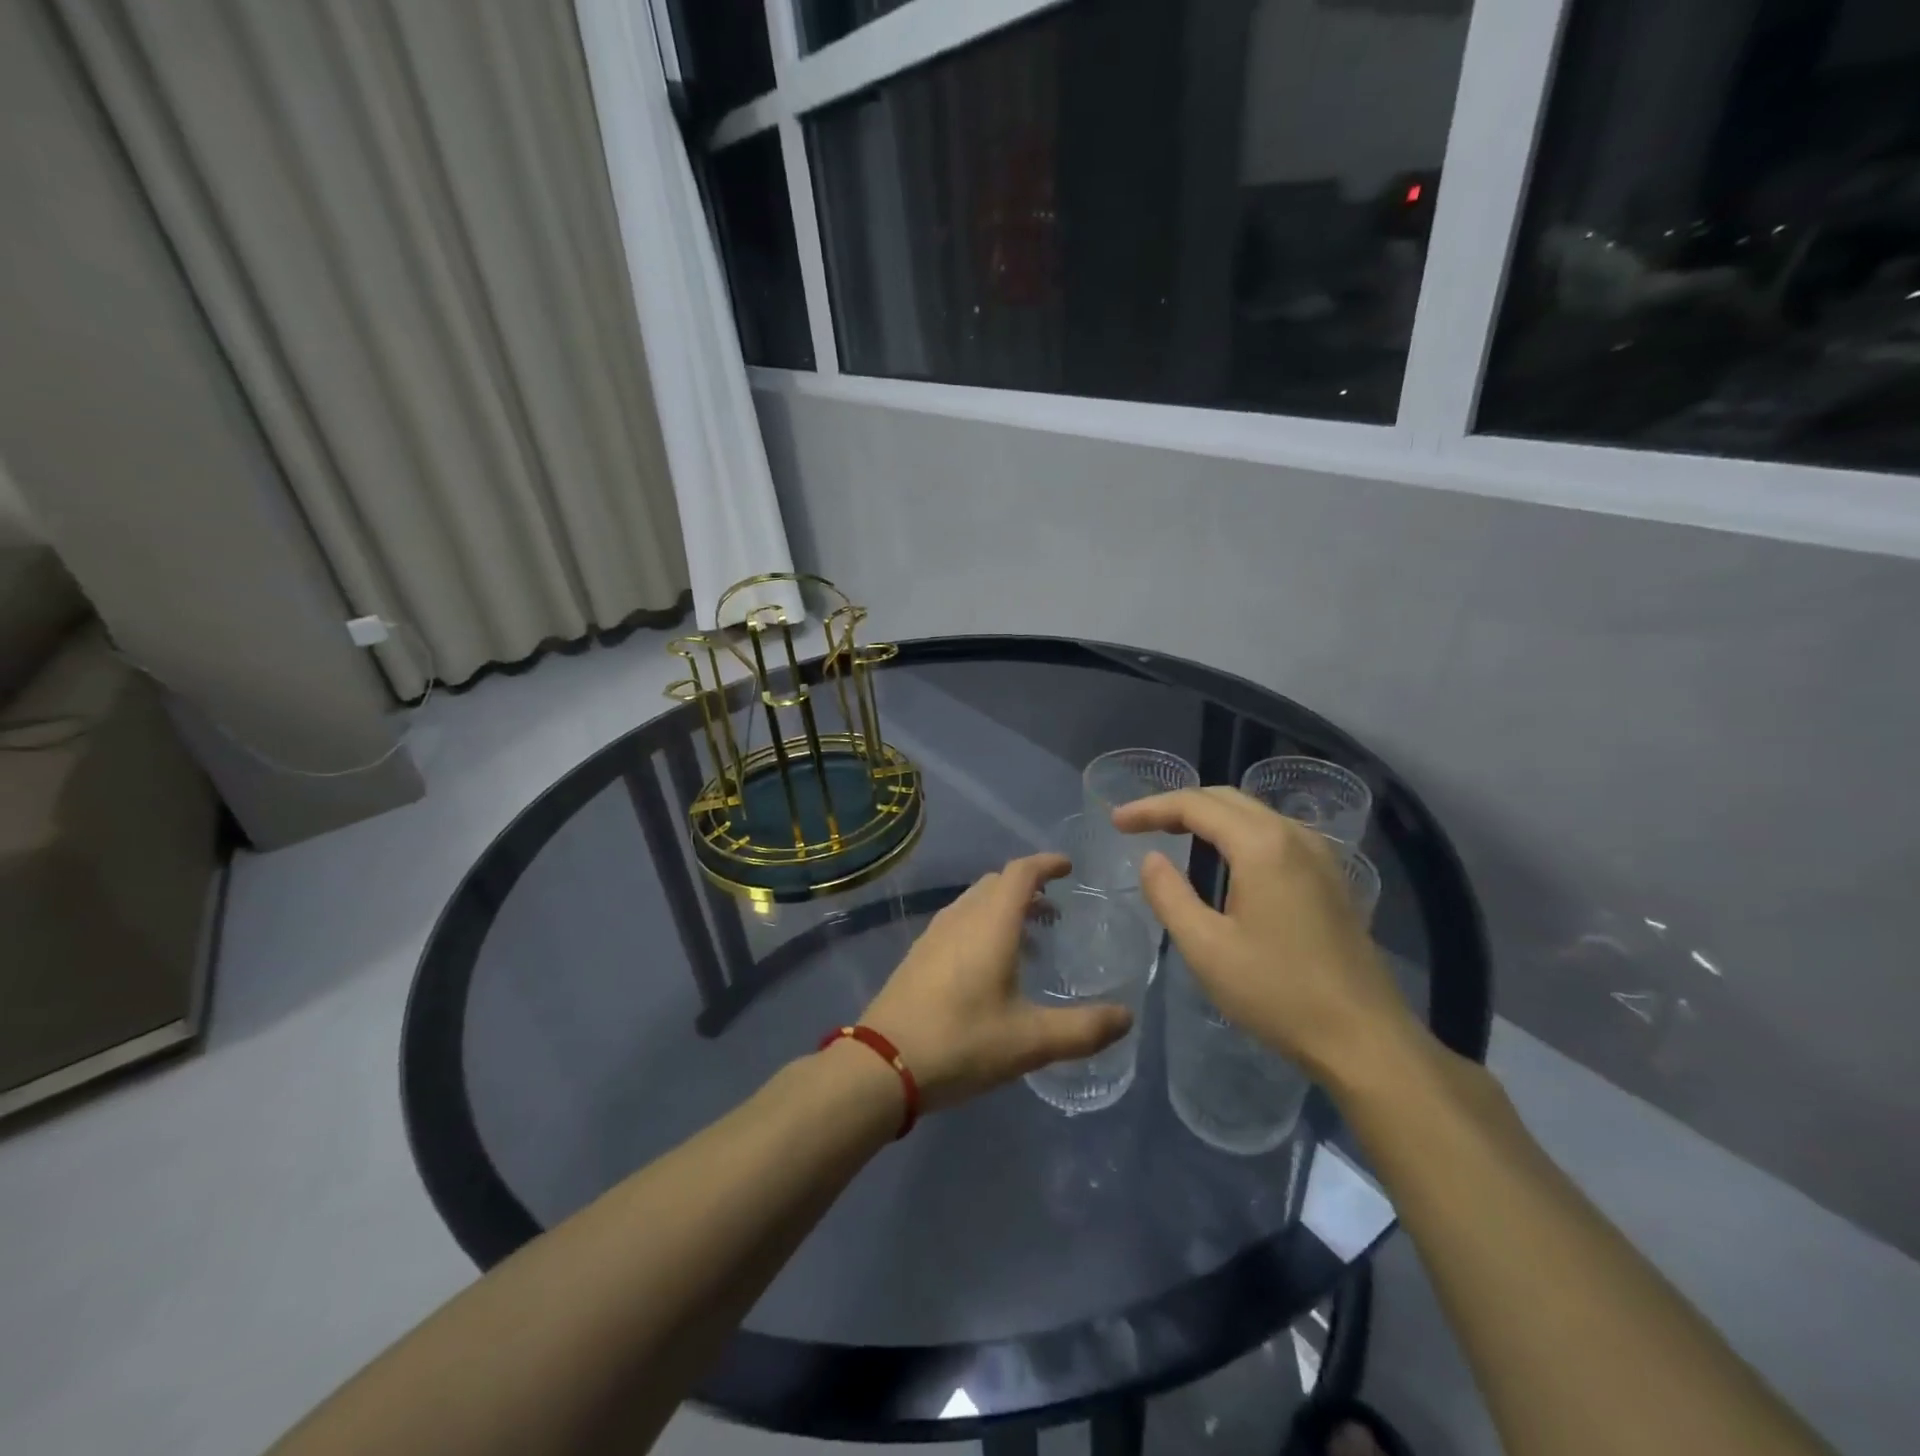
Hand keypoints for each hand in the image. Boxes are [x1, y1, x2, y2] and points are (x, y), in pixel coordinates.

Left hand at [861, 854, 1133, 1112]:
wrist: (882, 1063)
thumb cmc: (962, 1042)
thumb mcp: (1031, 1041)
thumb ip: (1083, 1029)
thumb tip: (1127, 1018)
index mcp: (990, 923)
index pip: (1021, 873)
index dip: (1046, 863)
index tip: (1068, 868)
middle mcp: (961, 918)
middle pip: (996, 883)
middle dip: (1027, 888)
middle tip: (1054, 911)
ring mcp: (934, 934)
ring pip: (974, 903)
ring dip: (1003, 908)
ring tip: (1028, 941)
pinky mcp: (918, 955)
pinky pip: (958, 923)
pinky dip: (981, 926)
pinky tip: (989, 967)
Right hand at [1113, 787, 1425, 1089]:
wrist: (1365, 1039)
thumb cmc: (1278, 992)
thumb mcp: (1206, 947)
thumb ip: (1169, 895)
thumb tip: (1151, 859)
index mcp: (1262, 845)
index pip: (1195, 805)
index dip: (1151, 808)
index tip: (1117, 822)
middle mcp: (1294, 835)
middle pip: (1226, 799)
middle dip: (1177, 806)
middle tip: (1138, 825)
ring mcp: (1320, 854)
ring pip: (1253, 813)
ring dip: (1209, 816)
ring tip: (1172, 834)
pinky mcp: (1331, 877)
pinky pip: (1274, 834)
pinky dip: (1237, 833)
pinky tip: (1224, 860)